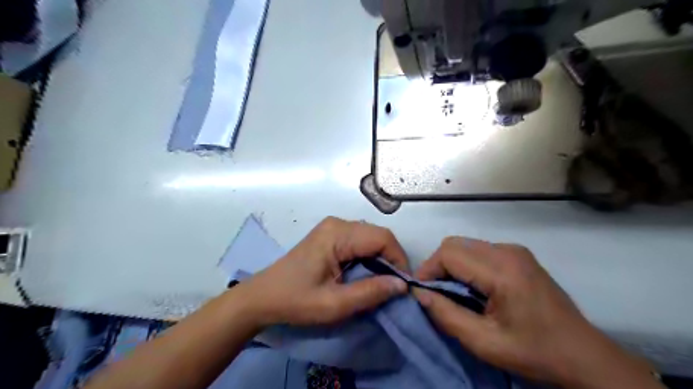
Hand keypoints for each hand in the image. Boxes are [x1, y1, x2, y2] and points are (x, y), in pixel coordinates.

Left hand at [232, 217, 406, 326]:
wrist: (263, 297)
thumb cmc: (295, 300)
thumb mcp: (334, 304)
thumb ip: (370, 292)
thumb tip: (403, 285)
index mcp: (337, 234)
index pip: (382, 238)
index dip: (398, 259)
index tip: (403, 285)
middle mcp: (338, 224)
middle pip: (378, 235)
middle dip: (391, 259)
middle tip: (394, 287)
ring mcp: (333, 227)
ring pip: (371, 237)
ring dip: (381, 258)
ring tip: (381, 283)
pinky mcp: (330, 235)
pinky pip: (360, 241)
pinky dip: (369, 257)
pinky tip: (366, 274)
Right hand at [411, 236, 659, 388]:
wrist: (583, 355)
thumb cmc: (534, 352)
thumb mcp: (484, 343)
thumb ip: (446, 315)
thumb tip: (418, 294)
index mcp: (502, 270)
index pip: (448, 253)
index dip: (428, 270)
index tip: (422, 294)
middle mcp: (508, 251)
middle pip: (454, 244)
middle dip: (437, 266)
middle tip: (436, 294)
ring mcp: (515, 250)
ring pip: (465, 245)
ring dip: (451, 265)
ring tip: (453, 293)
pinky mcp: (518, 255)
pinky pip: (479, 250)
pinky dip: (466, 265)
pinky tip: (473, 288)